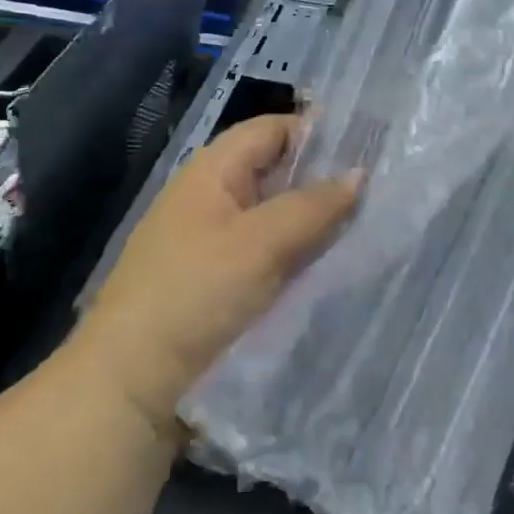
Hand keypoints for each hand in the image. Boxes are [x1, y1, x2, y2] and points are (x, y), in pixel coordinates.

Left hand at [72, 115, 361, 439]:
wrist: (132, 383)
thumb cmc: (195, 294)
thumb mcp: (261, 244)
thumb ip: (313, 206)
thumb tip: (359, 175)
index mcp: (213, 172)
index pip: (272, 130)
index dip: (318, 133)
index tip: (369, 150)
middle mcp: (212, 199)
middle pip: (277, 173)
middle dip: (324, 181)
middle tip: (381, 192)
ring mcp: (214, 242)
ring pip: (277, 217)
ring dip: (315, 223)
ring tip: (371, 228)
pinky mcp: (220, 283)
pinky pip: (269, 254)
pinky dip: (299, 255)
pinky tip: (334, 267)